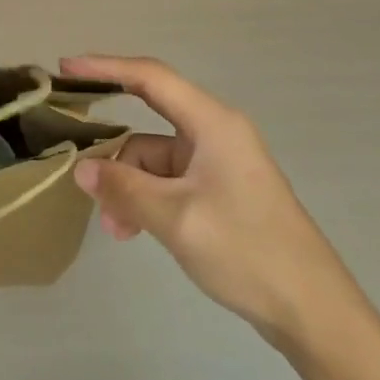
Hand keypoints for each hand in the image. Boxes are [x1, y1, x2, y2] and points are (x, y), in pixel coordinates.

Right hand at [66, 55, 356, 351]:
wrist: (313, 312)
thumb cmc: (247, 251)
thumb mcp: (175, 218)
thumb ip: (123, 188)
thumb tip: (80, 168)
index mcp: (213, 123)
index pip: (150, 77)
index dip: (106, 67)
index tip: (66, 68)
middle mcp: (215, 133)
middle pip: (148, 124)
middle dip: (114, 152)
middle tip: (78, 168)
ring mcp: (218, 164)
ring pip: (154, 160)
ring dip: (129, 187)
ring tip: (115, 228)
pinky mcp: (220, 192)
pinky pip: (168, 182)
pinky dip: (147, 200)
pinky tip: (133, 231)